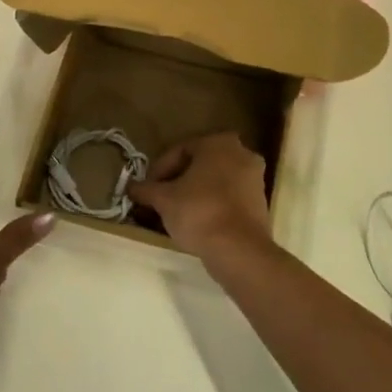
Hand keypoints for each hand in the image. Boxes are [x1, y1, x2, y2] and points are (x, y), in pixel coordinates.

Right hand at [126, 132, 271, 266]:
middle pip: (199, 165)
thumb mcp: (163, 199)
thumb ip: (145, 189)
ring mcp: (254, 178)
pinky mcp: (260, 202)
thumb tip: (131, 187)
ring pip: (214, 181)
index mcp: (218, 142)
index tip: (146, 190)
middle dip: (177, 182)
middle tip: (159, 200)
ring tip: (175, 214)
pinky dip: (212, 205)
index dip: (159, 170)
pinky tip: (196, 222)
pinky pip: (228, 197)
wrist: (239, 249)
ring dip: (194, 193)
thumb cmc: (198, 211)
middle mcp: (241, 153)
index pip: (179, 151)